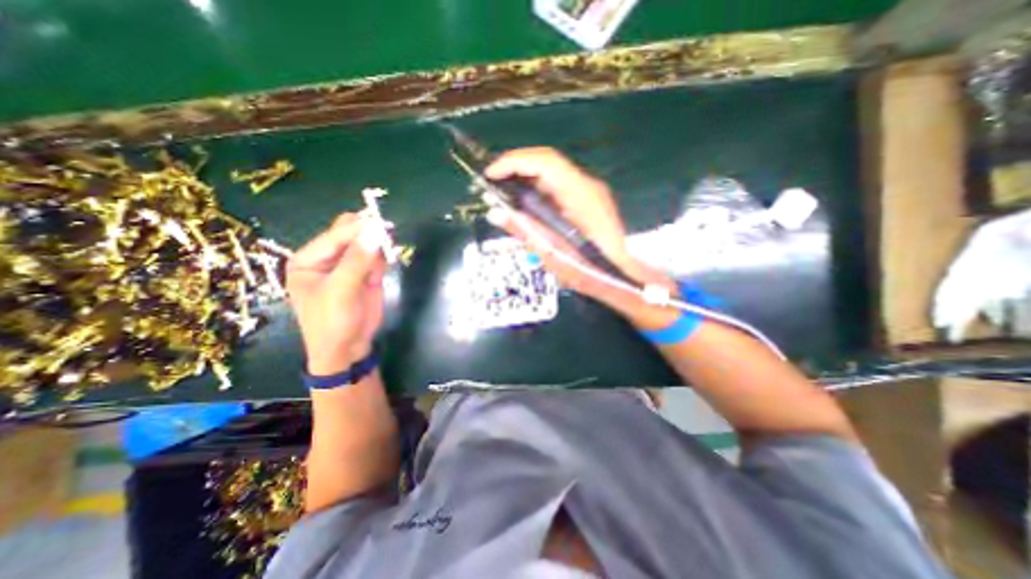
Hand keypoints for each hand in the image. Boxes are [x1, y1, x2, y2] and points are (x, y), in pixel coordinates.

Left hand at [284, 212, 385, 374]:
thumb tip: (375, 230)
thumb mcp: (341, 290)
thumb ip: (357, 260)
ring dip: (378, 245)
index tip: (379, 222)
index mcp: (310, 259)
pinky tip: (387, 261)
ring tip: (388, 247)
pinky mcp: (365, 275)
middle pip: (349, 236)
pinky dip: (383, 257)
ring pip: (366, 245)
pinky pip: (376, 258)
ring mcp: (348, 266)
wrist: (347, 349)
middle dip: (367, 233)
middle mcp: (328, 259)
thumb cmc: (332, 321)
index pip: (335, 236)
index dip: (356, 229)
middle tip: (386, 230)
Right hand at [487, 150, 677, 308]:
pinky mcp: (589, 200)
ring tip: (505, 194)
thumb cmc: (590, 270)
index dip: (514, 162)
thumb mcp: (553, 254)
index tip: (490, 174)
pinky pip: (558, 186)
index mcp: (580, 194)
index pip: (544, 162)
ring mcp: (590, 191)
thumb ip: (524, 230)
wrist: (623, 278)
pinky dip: (538, 190)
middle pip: (547, 163)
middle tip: (492, 184)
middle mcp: (587, 185)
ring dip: (526, 178)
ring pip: (552, 174)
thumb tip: (495, 212)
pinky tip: (527, 205)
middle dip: (516, 168)